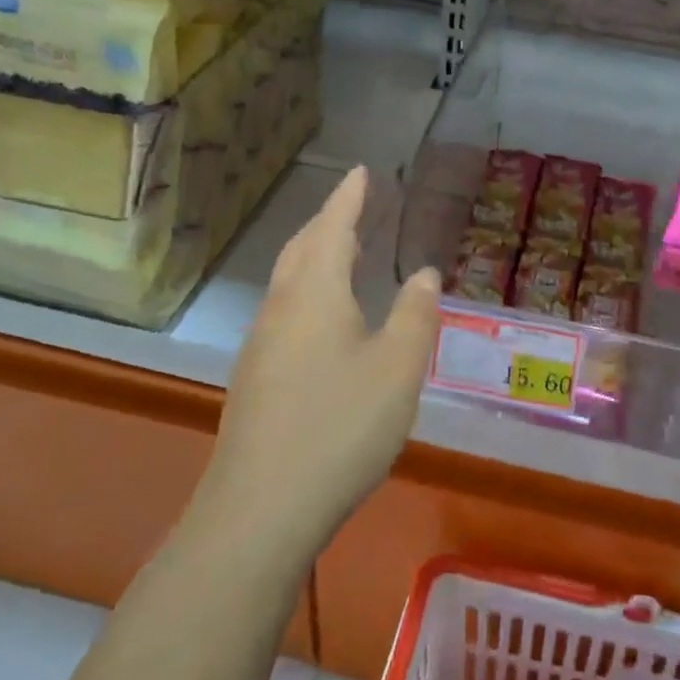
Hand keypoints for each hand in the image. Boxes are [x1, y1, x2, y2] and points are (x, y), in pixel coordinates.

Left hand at [205, 166, 441, 559]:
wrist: (260, 509)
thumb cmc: (340, 427)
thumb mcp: (398, 368)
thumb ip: (415, 315)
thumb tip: (423, 273)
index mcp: (315, 293)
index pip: (333, 227)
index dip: (349, 196)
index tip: (359, 170)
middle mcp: (281, 308)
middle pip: (302, 249)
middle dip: (329, 222)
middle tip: (354, 207)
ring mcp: (262, 345)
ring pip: (290, 282)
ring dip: (316, 257)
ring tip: (344, 254)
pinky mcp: (256, 379)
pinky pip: (286, 312)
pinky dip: (309, 292)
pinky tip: (325, 321)